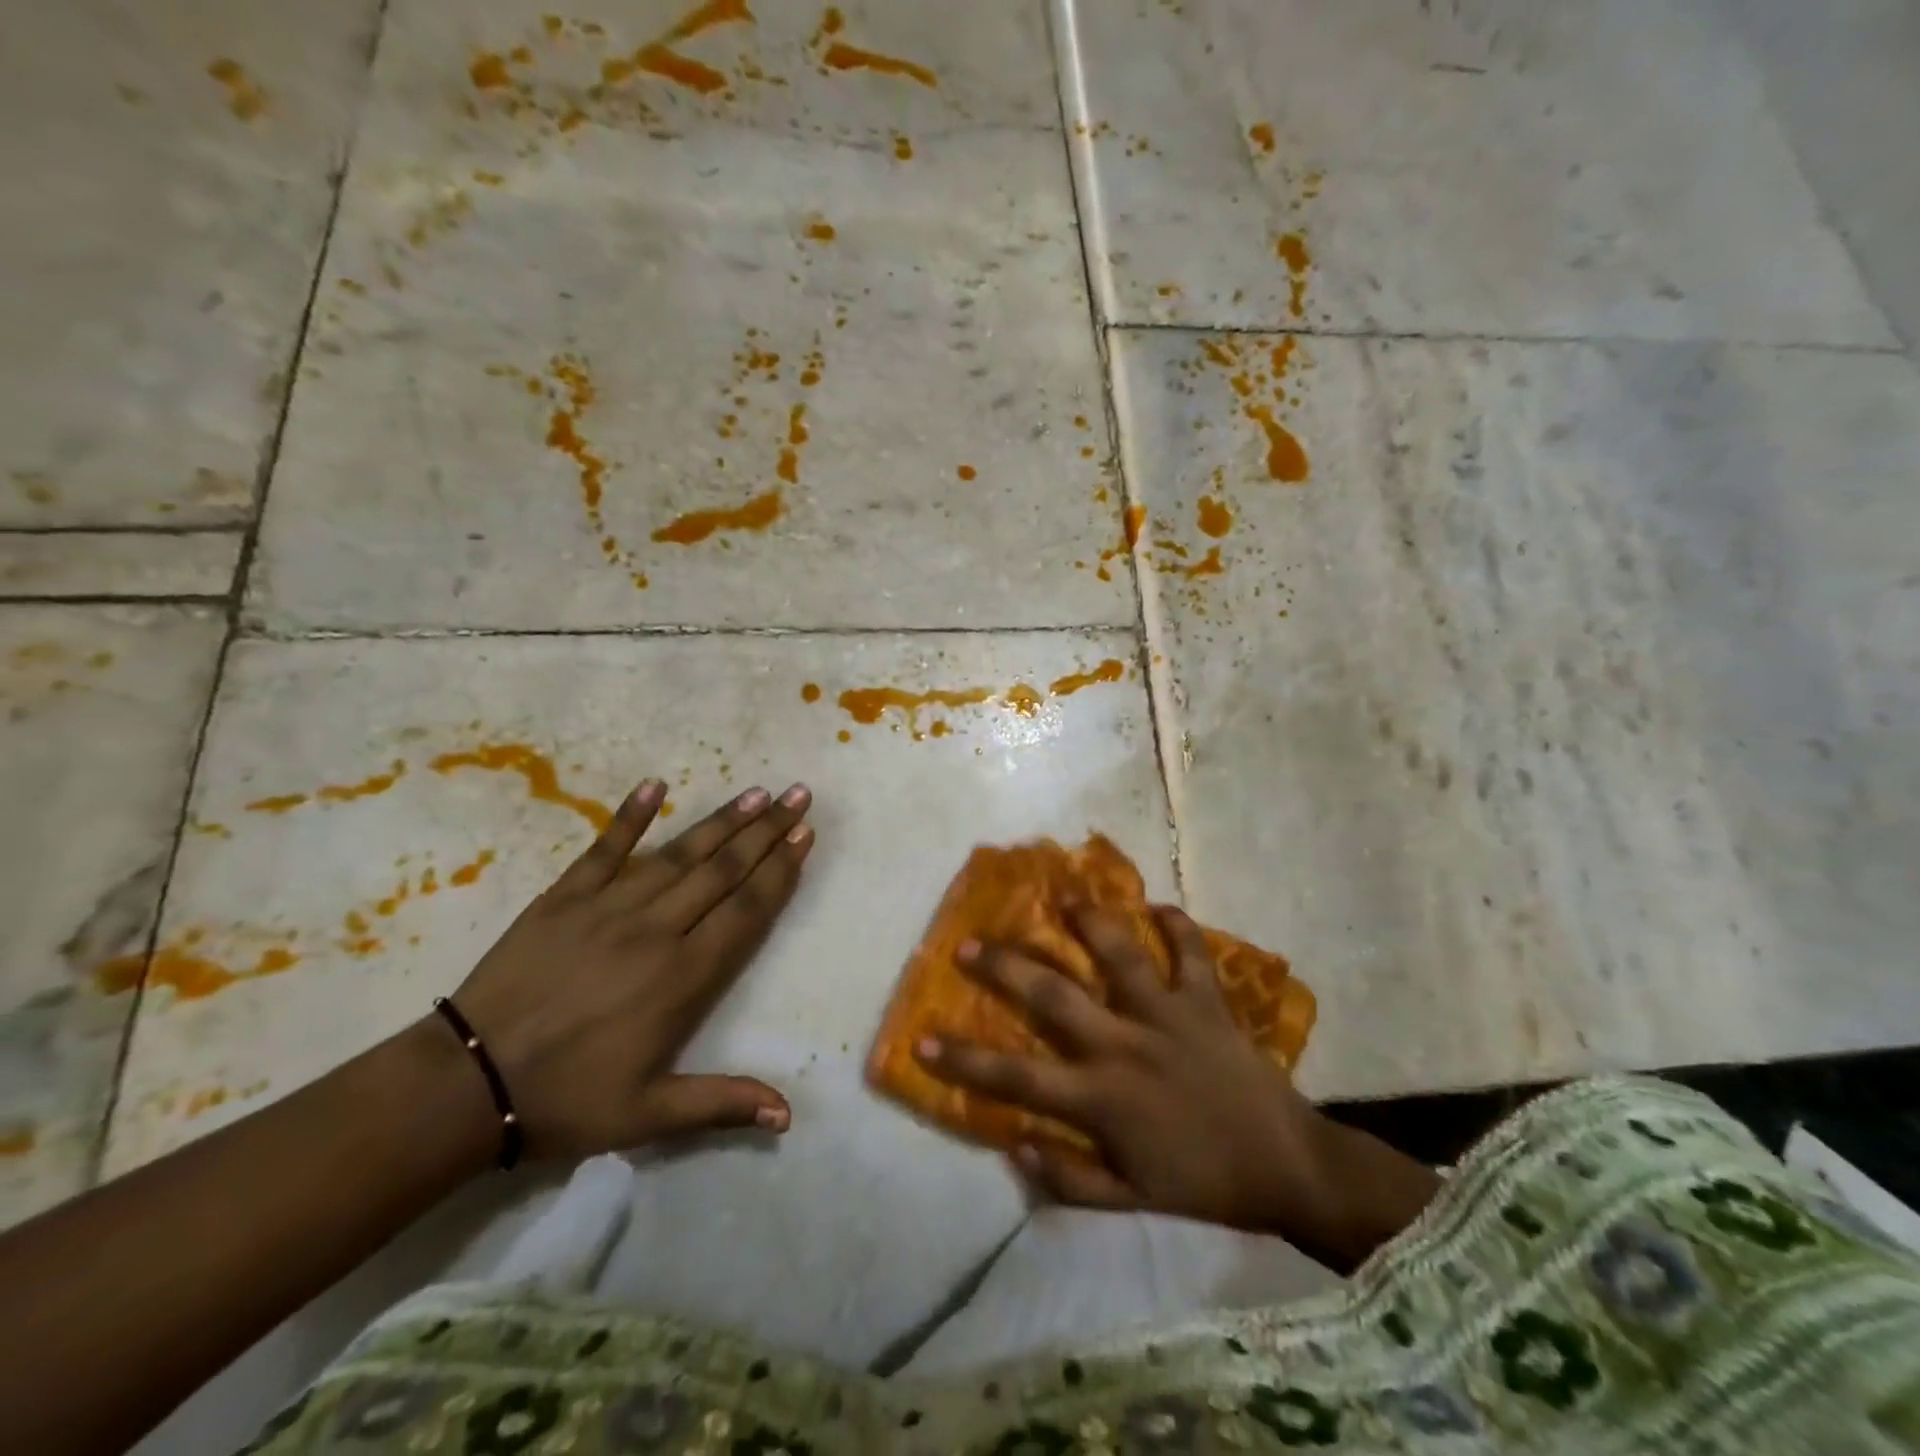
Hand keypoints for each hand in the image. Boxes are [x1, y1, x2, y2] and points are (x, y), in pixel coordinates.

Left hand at [446, 779, 814, 1158]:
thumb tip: (790, 1115)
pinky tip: (656, 785)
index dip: (780, 871)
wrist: (467, 1085)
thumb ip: (722, 1103)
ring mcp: (609, 907)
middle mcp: (657, 930)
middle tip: (798, 795)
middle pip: (724, 872)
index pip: (746, 910)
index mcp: (684, 976)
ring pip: (679, 855)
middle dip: (766, 832)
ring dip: (722, 822)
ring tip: (756, 792)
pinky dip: (631, 816)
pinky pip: (605, 848)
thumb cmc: (567, 1099)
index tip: (804, 835)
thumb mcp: (649, 1115)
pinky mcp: (565, 897)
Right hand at [917, 905, 1437, 1263]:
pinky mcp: (1207, 1000)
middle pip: (1053, 996)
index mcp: (1101, 1096)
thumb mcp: (1131, 1200)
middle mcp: (1125, 1044)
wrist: (1285, 1164)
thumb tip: (1014, 1144)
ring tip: (1064, 897)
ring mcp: (1168, 1014)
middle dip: (1006, 967)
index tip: (922, 1040)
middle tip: (970, 942)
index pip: (1016, 1079)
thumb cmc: (1202, 1182)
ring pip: (1120, 954)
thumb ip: (1070, 1179)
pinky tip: (1159, 906)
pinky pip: (1192, 951)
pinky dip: (1177, 925)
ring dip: (1090, 921)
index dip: (964, 1062)